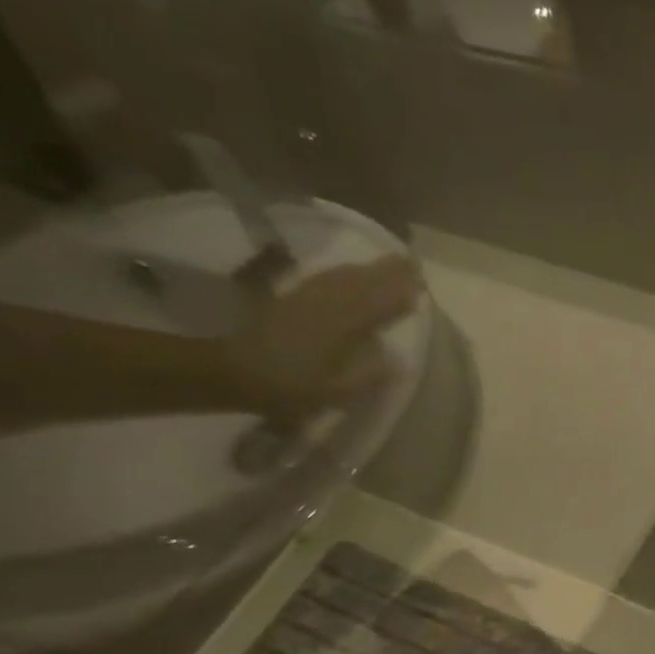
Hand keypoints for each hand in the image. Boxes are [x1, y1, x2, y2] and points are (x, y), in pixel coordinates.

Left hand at [223, 257, 419, 423]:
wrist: (233, 372)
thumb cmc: (289, 386)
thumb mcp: (335, 391)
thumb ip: (369, 375)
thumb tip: (399, 361)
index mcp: (342, 323)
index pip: (379, 301)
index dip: (400, 291)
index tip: (421, 281)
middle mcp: (327, 303)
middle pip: (363, 281)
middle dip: (388, 272)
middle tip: (410, 263)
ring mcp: (307, 297)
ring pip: (344, 276)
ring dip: (368, 269)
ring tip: (389, 264)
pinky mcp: (291, 299)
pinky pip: (324, 279)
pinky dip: (344, 274)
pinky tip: (349, 273)